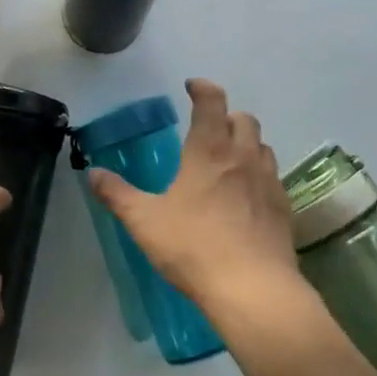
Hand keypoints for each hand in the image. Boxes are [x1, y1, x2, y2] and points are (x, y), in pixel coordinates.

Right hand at [86, 79, 302, 317]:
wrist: (253, 289)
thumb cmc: (193, 247)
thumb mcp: (144, 221)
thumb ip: (117, 194)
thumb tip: (93, 173)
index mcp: (208, 150)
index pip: (212, 102)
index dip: (202, 88)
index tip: (192, 87)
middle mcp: (242, 157)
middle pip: (244, 119)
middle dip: (227, 116)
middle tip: (209, 129)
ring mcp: (268, 182)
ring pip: (262, 146)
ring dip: (246, 144)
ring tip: (229, 160)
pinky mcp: (283, 209)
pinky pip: (273, 178)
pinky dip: (259, 175)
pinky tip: (247, 197)